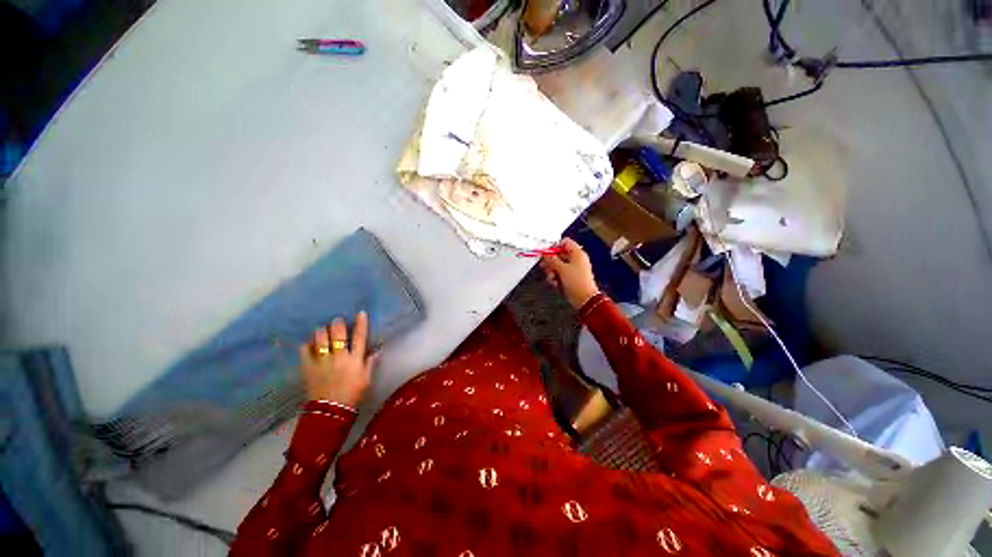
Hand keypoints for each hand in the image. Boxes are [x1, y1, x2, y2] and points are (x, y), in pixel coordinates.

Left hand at [300, 312, 377, 407]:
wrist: (331, 410)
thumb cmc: (353, 393)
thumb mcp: (366, 378)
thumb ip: (370, 362)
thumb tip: (375, 349)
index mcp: (355, 359)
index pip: (359, 337)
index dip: (361, 324)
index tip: (360, 313)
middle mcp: (339, 357)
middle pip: (337, 334)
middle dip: (337, 324)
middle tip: (337, 321)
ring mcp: (322, 361)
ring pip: (320, 339)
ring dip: (322, 332)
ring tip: (322, 330)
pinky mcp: (308, 367)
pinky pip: (305, 350)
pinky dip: (307, 344)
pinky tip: (310, 343)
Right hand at [539, 238, 599, 309]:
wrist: (584, 299)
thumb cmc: (578, 283)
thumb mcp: (562, 269)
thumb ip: (552, 260)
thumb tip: (545, 254)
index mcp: (577, 253)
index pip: (564, 243)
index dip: (554, 247)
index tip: (546, 253)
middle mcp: (575, 260)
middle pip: (558, 255)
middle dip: (550, 262)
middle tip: (545, 266)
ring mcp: (572, 269)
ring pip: (557, 266)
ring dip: (551, 272)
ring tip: (552, 277)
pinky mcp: (570, 278)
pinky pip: (559, 274)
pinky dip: (555, 278)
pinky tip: (555, 283)